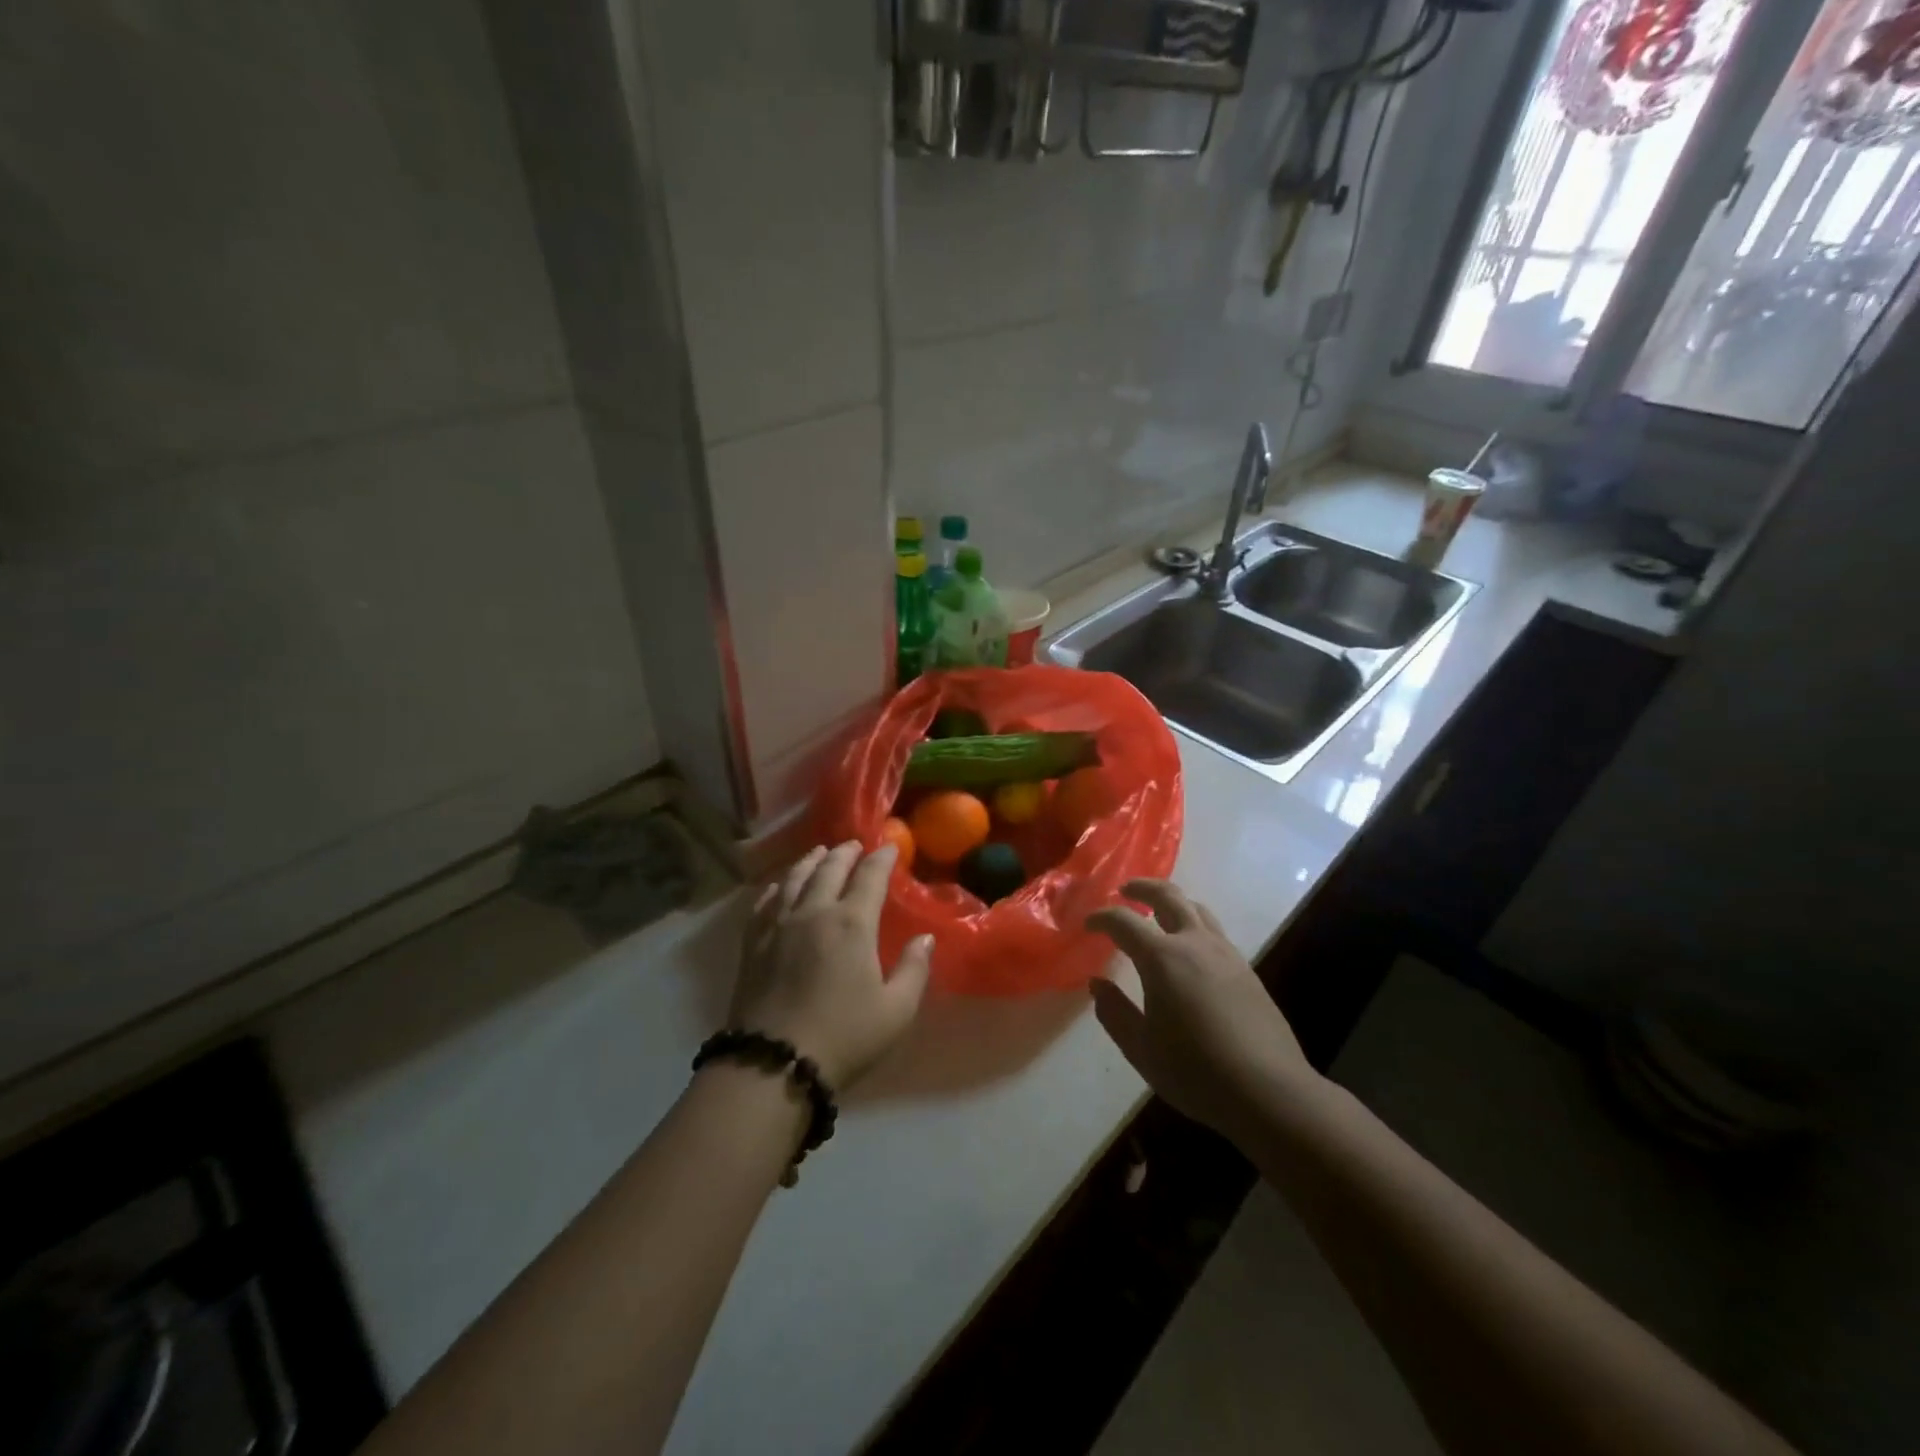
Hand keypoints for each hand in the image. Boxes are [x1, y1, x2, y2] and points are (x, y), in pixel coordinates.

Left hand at [730, 841, 932, 1090]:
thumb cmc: (844, 1036)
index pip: (869, 877)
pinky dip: (776, 887)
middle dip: (844, 853)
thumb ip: (914, 969)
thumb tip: (925, 938)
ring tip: (819, 853)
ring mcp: (778, 926)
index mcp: (851, 923)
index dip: (881, 858)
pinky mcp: (753, 944)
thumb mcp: (896, 1010)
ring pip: (794, 879)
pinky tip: (778, 886)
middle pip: (828, 869)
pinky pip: (764, 903)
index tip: (890, 846)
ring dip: (809, 861)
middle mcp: (813, 912)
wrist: (773, 1064)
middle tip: (854, 845)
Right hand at [1087, 879, 1319, 1139]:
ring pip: (1197, 909)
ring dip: (1172, 902)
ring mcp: (1226, 954)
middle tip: (1125, 891)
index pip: (1124, 921)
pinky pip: (1214, 931)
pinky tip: (1189, 951)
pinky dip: (1193, 925)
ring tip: (1157, 914)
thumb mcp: (1141, 1048)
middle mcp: (1195, 943)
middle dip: (1143, 888)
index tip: (1088, 924)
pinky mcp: (1246, 970)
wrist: (1268, 1091)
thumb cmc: (1195, 1071)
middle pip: (1168, 895)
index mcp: (1162, 958)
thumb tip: (1097, 984)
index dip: (1102, 918)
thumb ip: (1114, 1012)